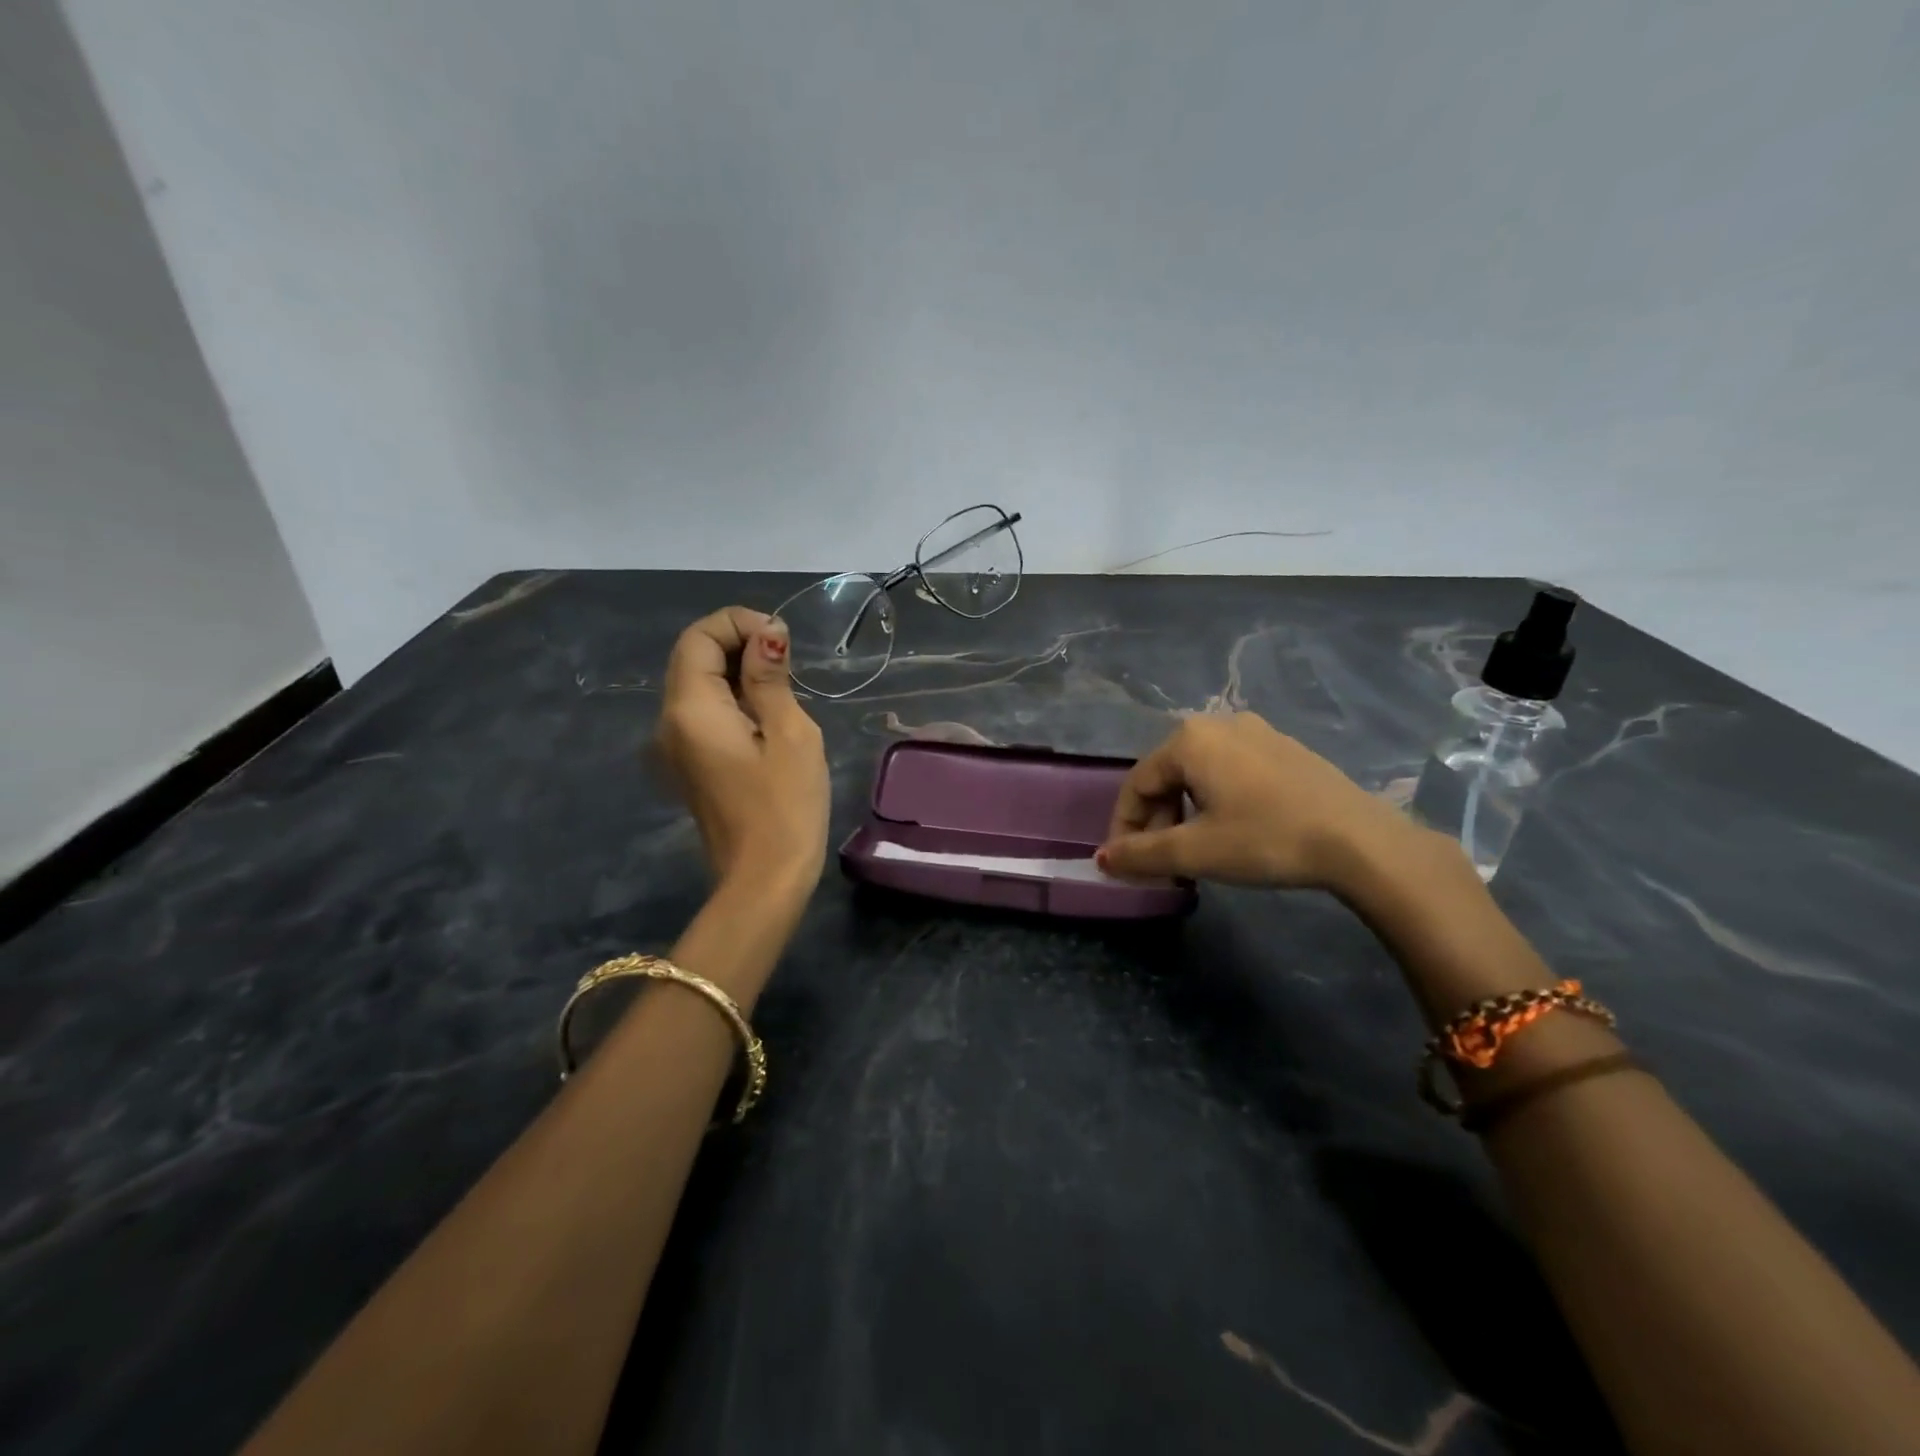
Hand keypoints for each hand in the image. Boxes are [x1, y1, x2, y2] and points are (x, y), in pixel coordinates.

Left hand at [657, 607, 830, 890]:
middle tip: (788, 659)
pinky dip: (733, 699)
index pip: (698, 637)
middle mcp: (670, 722)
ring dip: (737, 671)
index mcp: (690, 709)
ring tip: (784, 686)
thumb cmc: (785, 806)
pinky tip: (767, 715)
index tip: (781, 639)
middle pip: (693, 657)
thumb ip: (771, 678)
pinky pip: (704, 713)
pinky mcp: (690, 764)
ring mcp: (675, 746)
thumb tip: (767, 634)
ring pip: (698, 684)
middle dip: (738, 643)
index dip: (738, 623)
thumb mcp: (790, 734)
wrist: (764, 879)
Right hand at [1097, 713, 1432, 893]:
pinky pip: (1231, 771)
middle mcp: (1218, 724)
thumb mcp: (1196, 852)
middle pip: (1167, 776)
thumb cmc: (1267, 839)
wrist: (1361, 841)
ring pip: (1198, 774)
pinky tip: (1231, 831)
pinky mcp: (1284, 748)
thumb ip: (1141, 854)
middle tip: (1161, 862)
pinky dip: (1216, 801)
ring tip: (1193, 851)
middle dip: (1156, 821)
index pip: (1136, 784)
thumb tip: (1102, 859)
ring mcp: (1256, 732)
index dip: (1124, 827)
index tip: (1125, 864)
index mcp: (1189, 739)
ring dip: (1184, 813)